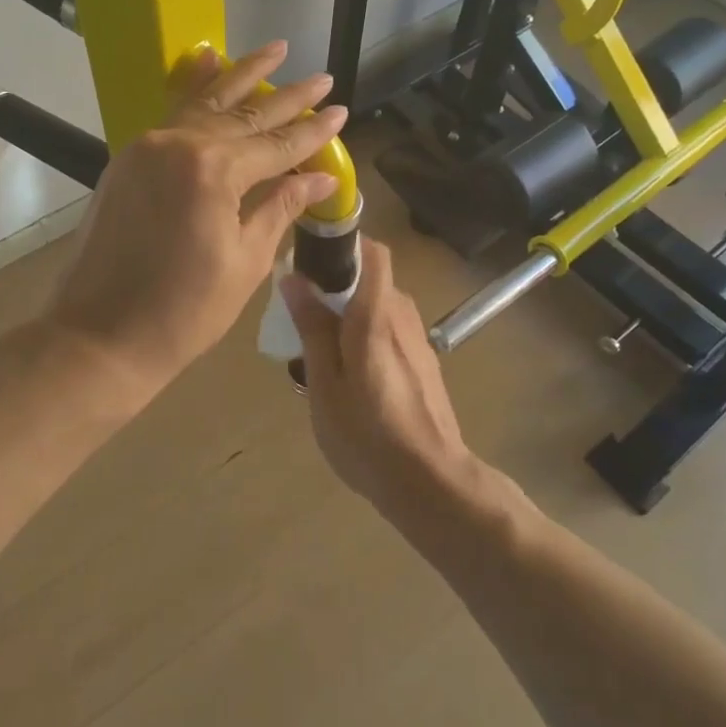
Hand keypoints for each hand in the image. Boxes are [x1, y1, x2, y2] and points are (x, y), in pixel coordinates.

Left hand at [46, 41, 348, 394]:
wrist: (100, 335)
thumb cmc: (184, 312)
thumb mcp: (245, 262)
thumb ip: (280, 208)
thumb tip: (318, 177)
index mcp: (214, 172)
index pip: (277, 145)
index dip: (312, 132)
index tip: (341, 112)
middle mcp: (180, 144)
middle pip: (246, 115)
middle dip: (288, 98)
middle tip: (323, 79)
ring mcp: (148, 146)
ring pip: (206, 102)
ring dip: (243, 75)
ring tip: (276, 49)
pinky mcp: (129, 158)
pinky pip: (170, 113)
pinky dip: (194, 86)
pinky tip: (210, 60)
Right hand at [282, 238, 472, 505]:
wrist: (431, 483)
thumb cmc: (367, 433)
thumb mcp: (324, 382)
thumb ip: (312, 327)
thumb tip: (294, 278)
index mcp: (376, 315)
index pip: (373, 252)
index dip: (344, 242)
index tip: (311, 255)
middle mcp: (403, 316)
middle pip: (371, 279)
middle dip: (336, 285)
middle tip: (301, 314)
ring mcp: (418, 340)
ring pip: (379, 307)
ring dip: (349, 313)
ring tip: (319, 349)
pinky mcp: (424, 363)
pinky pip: (390, 331)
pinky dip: (366, 335)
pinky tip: (349, 374)